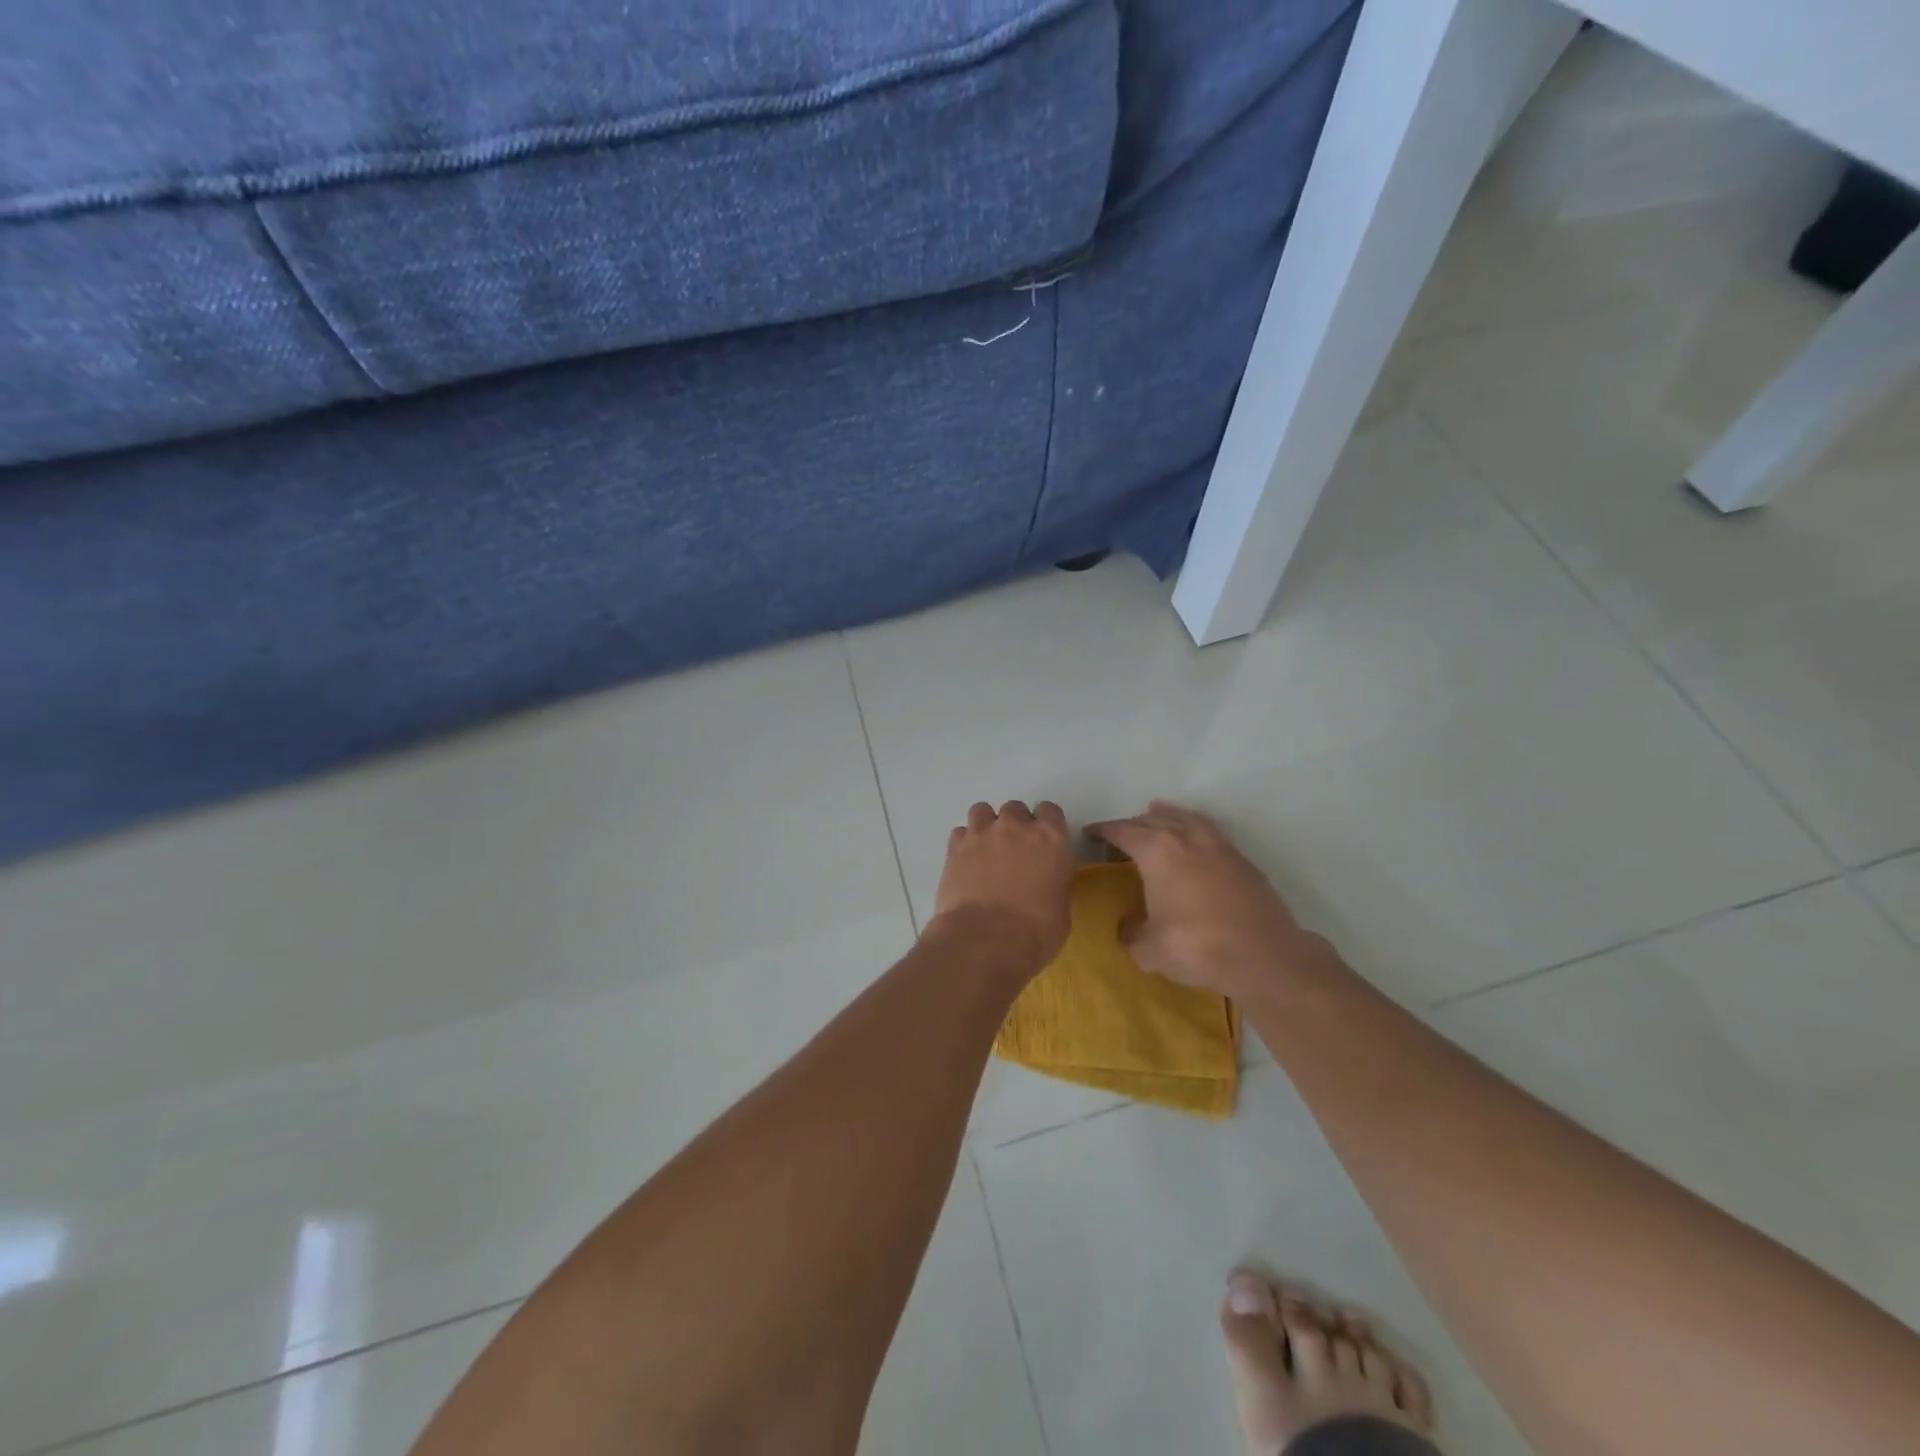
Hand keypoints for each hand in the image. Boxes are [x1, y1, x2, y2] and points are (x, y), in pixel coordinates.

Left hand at [930, 800, 1074, 969]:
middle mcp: (1016, 827)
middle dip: (1014, 825)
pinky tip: (966, 862)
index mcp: (1050, 838)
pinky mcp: (955, 848)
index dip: (1045, 824)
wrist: (986, 939)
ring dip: (986, 826)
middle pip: (1015, 809)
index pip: (1050, 811)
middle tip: (1013, 850)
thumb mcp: (1060, 908)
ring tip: (985, 850)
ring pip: (982, 811)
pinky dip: (964, 843)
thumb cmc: (1036, 931)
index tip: (1043, 841)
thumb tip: (1044, 884)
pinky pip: (960, 833)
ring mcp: (982, 834)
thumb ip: (1053, 883)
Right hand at [1087, 800, 1322, 997]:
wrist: (1263, 956)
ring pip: (1185, 818)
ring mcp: (1218, 845)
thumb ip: (1131, 932)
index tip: (1090, 833)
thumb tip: (1129, 925)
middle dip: (1132, 824)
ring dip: (1166, 815)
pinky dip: (1194, 827)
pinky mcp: (1241, 860)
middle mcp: (1185, 838)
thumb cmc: (1196, 946)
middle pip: (1152, 819)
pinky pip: (1209, 831)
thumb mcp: (1148, 948)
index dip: (1103, 831)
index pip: (1122, 831)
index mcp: (1156, 851)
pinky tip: (1195, 837)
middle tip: (1120, 835)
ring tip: (1156, 813)